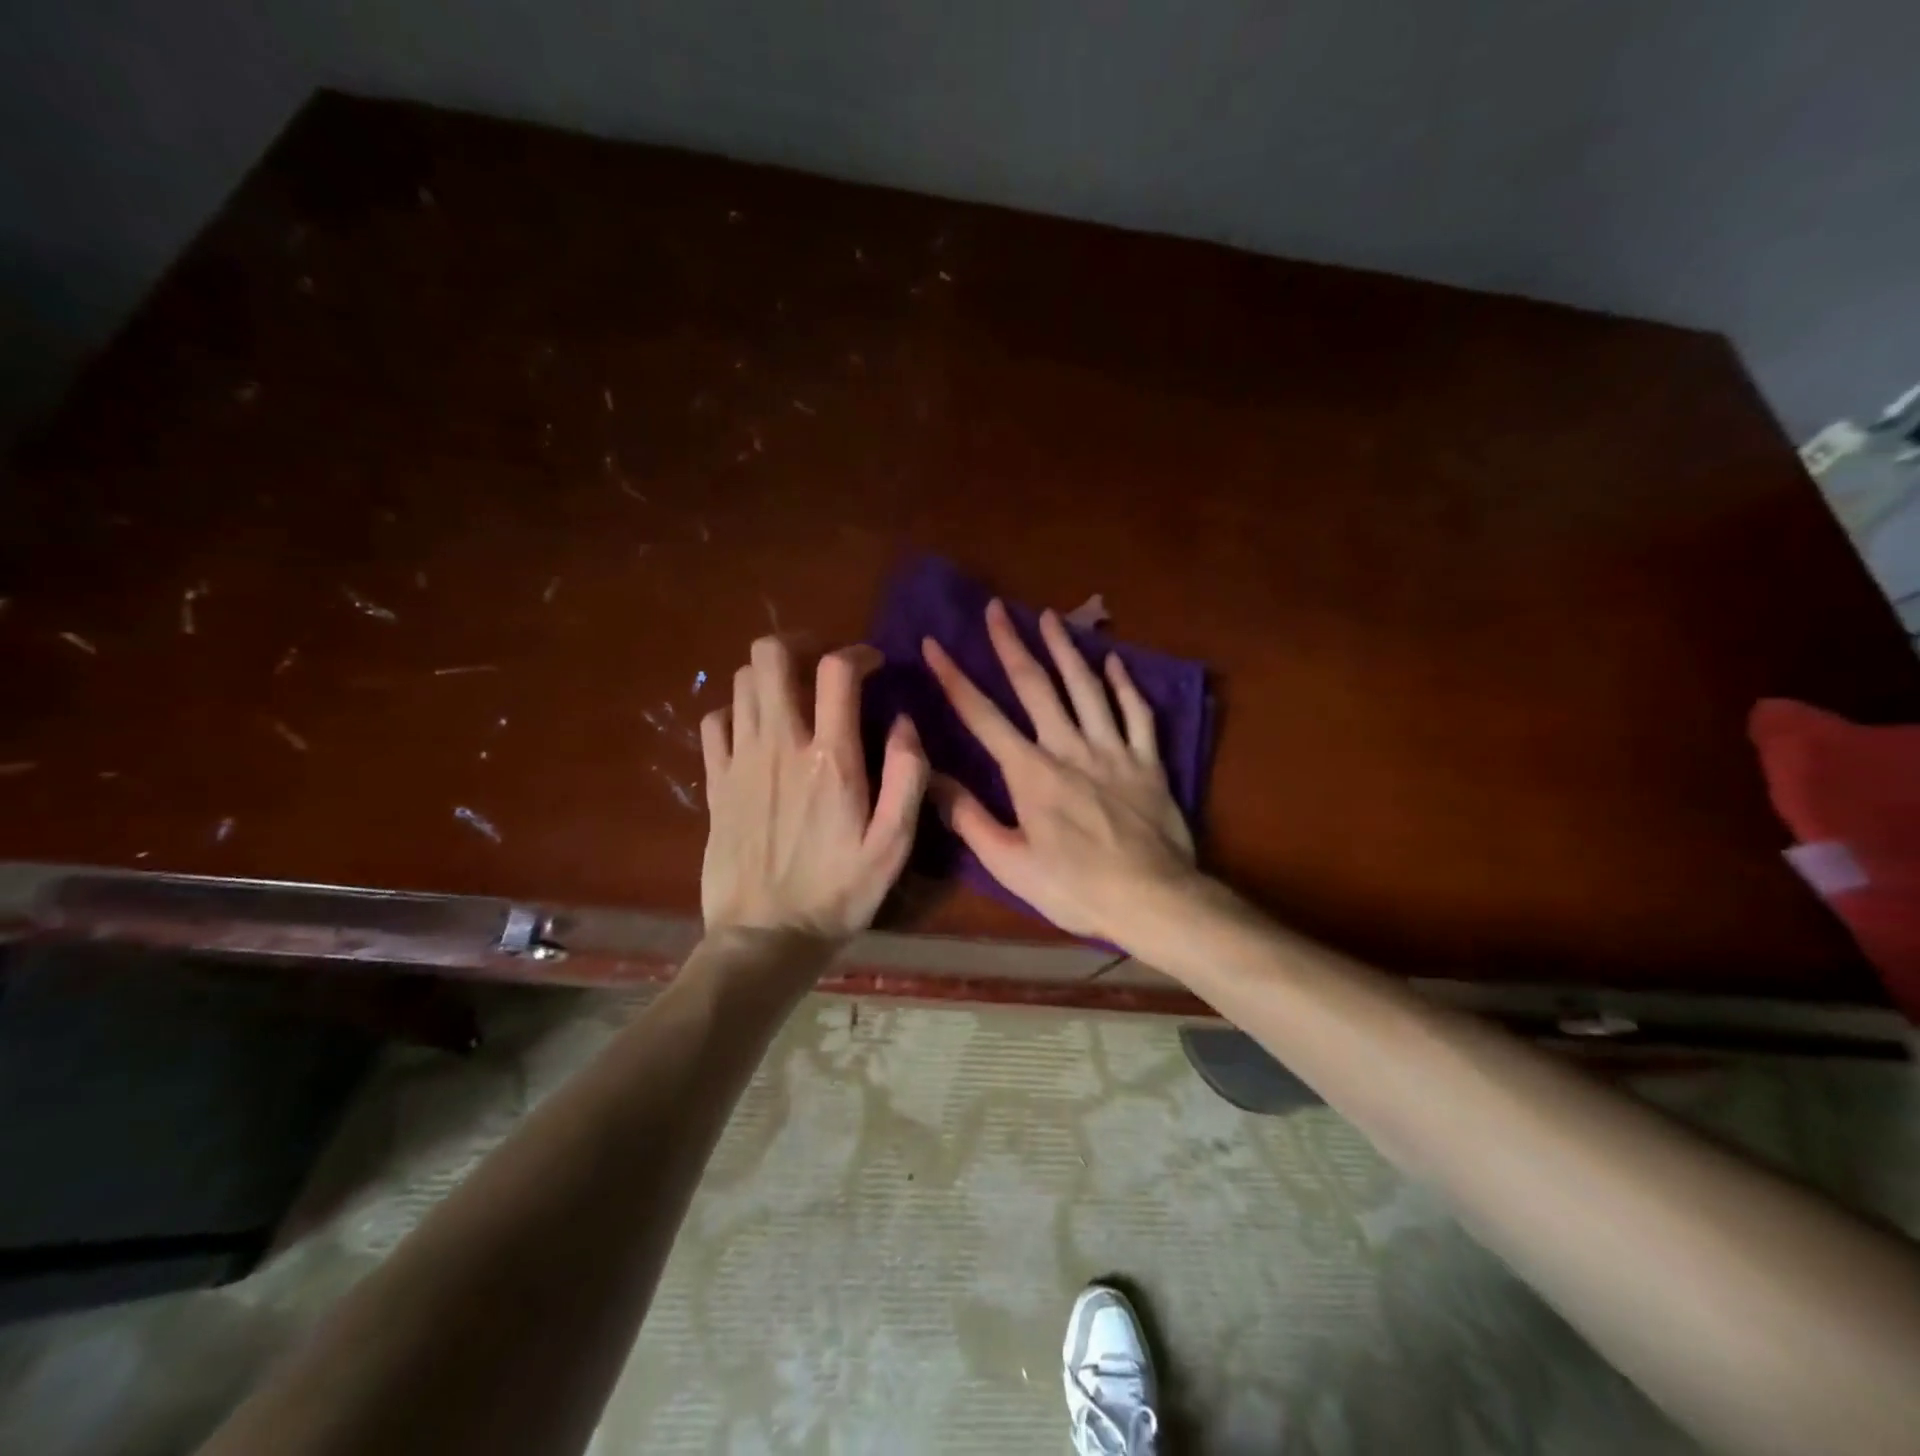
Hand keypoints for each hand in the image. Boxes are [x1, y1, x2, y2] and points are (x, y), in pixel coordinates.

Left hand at [701, 636, 927, 938]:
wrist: (765, 939)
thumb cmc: (839, 893)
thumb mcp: (894, 844)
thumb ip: (907, 776)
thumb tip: (904, 721)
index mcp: (831, 758)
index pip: (837, 670)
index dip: (858, 652)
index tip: (873, 665)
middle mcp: (780, 745)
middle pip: (771, 656)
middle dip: (800, 644)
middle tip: (822, 664)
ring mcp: (740, 762)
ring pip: (741, 682)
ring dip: (771, 676)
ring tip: (794, 695)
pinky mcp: (716, 783)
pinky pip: (714, 722)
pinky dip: (736, 711)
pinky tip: (755, 730)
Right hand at [921, 600, 1196, 939]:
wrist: (1153, 900)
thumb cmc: (1075, 888)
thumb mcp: (1010, 864)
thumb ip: (969, 818)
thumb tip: (931, 778)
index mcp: (1031, 773)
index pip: (983, 716)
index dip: (955, 678)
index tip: (934, 643)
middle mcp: (1070, 748)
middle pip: (1036, 687)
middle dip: (1011, 644)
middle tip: (996, 608)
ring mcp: (1113, 750)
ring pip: (1086, 688)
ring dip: (1065, 649)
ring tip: (1050, 616)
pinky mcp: (1148, 761)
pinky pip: (1137, 713)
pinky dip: (1125, 685)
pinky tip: (1114, 662)